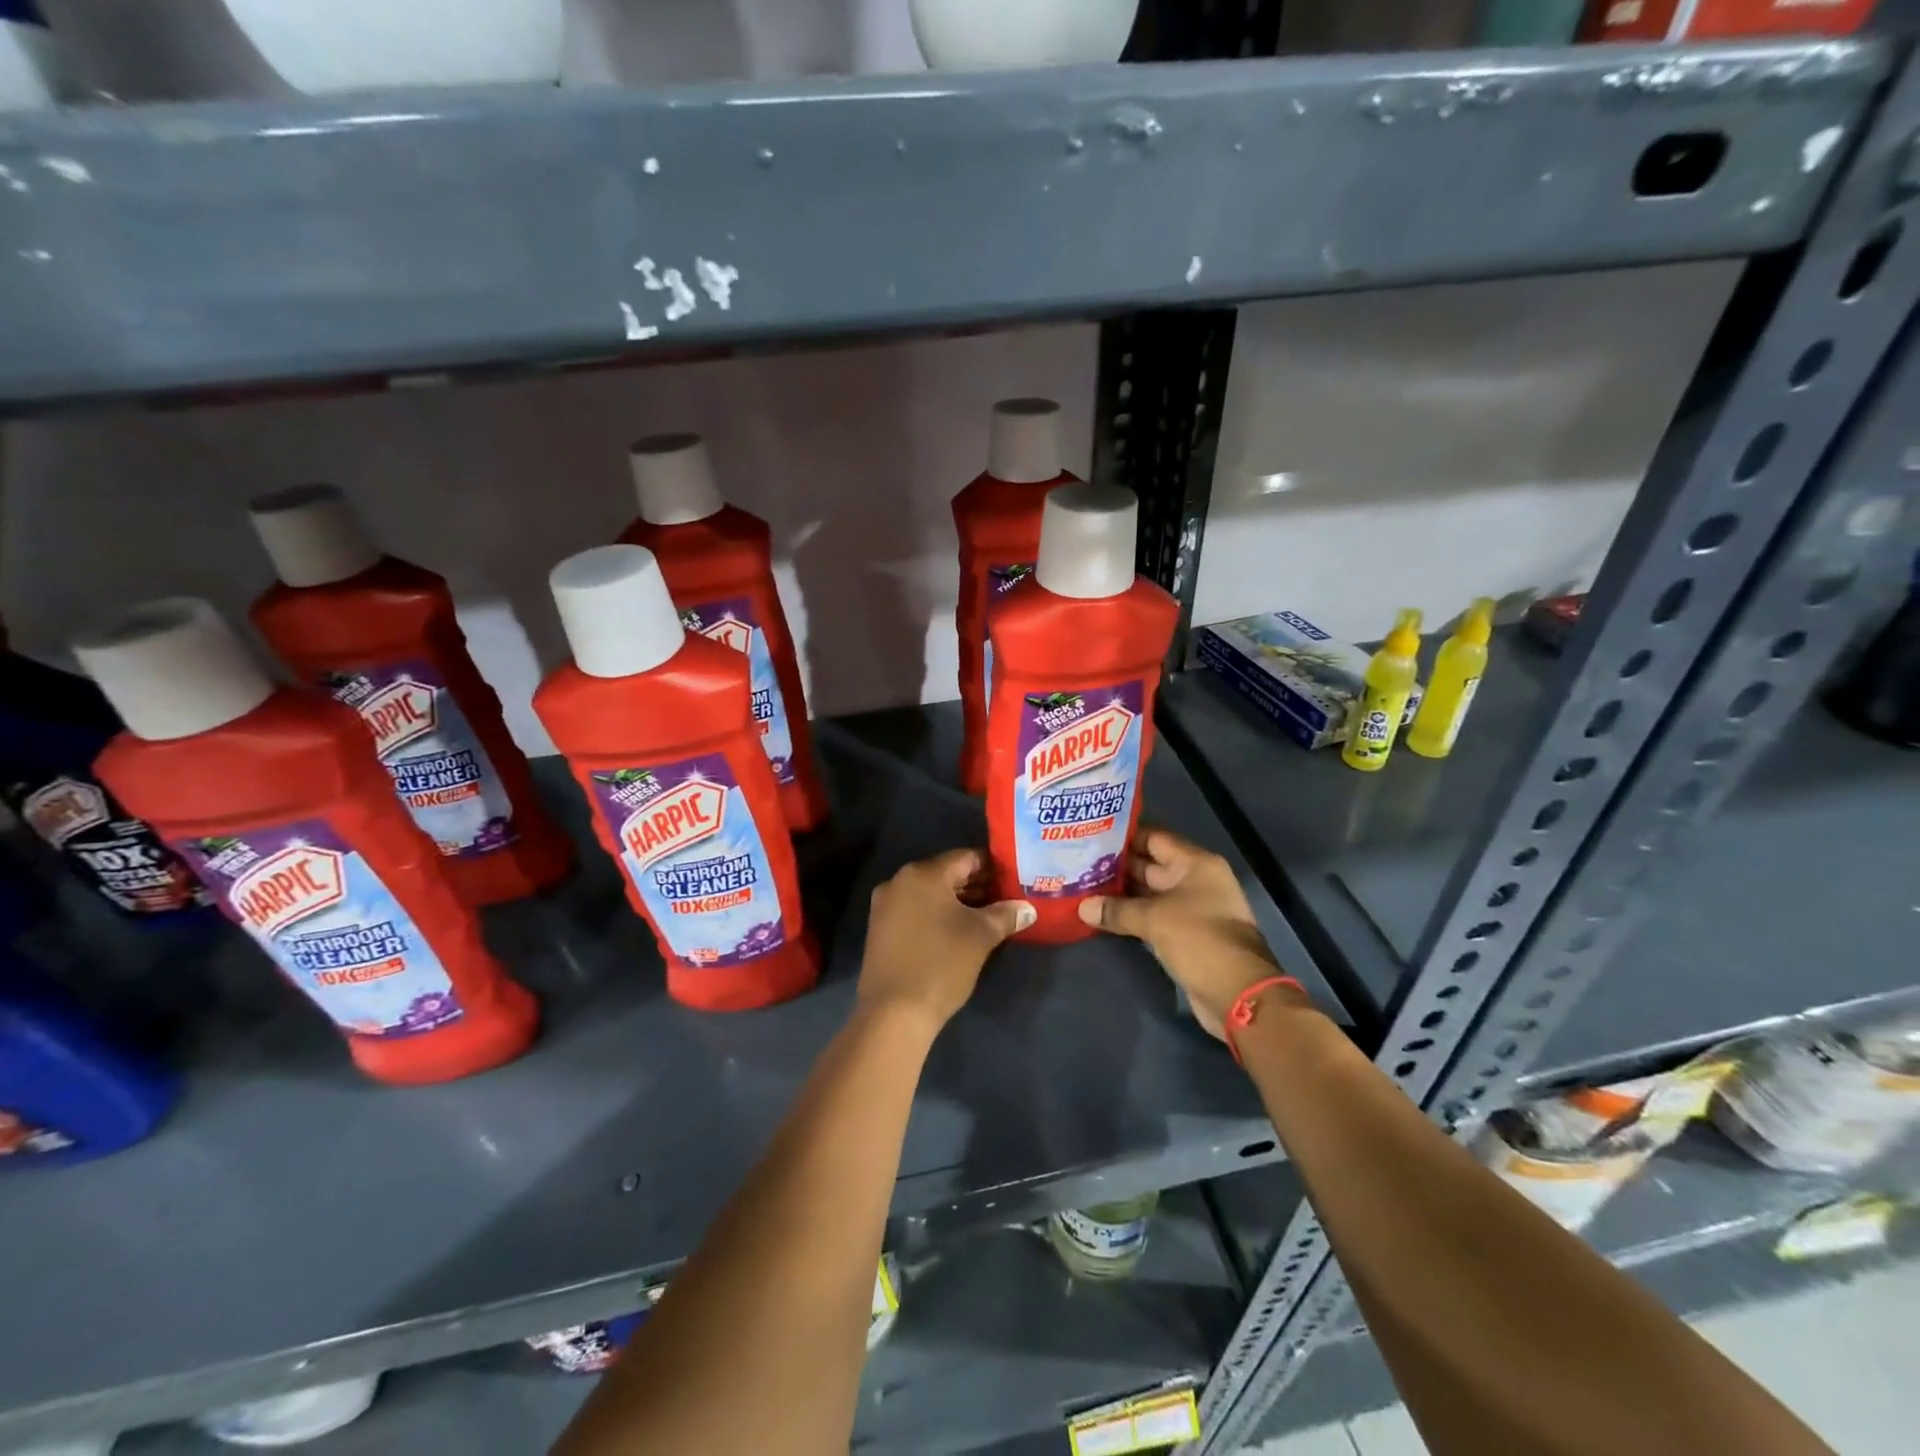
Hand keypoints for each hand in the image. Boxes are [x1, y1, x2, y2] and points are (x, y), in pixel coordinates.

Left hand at [858, 849, 1034, 1035]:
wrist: (894, 1013)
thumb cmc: (941, 964)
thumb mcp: (981, 936)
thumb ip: (1006, 915)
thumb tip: (1027, 908)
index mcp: (923, 873)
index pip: (966, 858)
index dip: (992, 868)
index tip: (1013, 882)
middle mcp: (899, 881)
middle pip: (946, 874)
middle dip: (976, 886)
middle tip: (1004, 901)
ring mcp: (884, 906)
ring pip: (929, 894)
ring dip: (956, 902)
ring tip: (985, 918)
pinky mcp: (879, 929)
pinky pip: (914, 911)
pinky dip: (936, 915)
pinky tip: (955, 933)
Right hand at [1077, 827, 1296, 1038]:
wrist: (1237, 992)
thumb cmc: (1199, 939)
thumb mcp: (1153, 919)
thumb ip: (1116, 910)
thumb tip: (1082, 908)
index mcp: (1194, 864)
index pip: (1153, 838)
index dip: (1123, 837)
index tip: (1091, 838)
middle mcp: (1195, 880)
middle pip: (1149, 866)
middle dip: (1116, 867)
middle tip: (1079, 865)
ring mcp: (1191, 908)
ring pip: (1149, 894)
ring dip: (1121, 894)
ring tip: (1084, 888)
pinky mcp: (1185, 934)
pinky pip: (1153, 916)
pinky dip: (1131, 916)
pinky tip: (1103, 916)